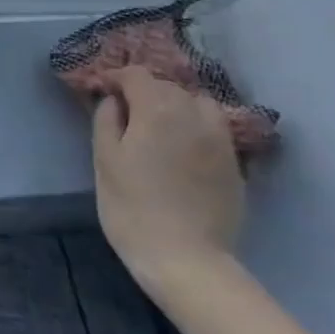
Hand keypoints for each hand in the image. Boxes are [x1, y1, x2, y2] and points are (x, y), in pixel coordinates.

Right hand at [90, 66, 243, 294]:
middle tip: (123, 110)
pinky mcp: (235, 164)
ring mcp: (221, 140)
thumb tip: (114, 100)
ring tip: (157, 124)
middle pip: (168, 86)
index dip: (115, 77)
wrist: (185, 258)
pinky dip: (195, 126)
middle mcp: (195, 115)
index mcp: (159, 109)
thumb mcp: (104, 159)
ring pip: (198, 104)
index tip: (100, 90)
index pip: (137, 75)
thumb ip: (107, 119)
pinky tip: (181, 147)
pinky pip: (214, 129)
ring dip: (176, 105)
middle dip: (144, 90)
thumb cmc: (132, 206)